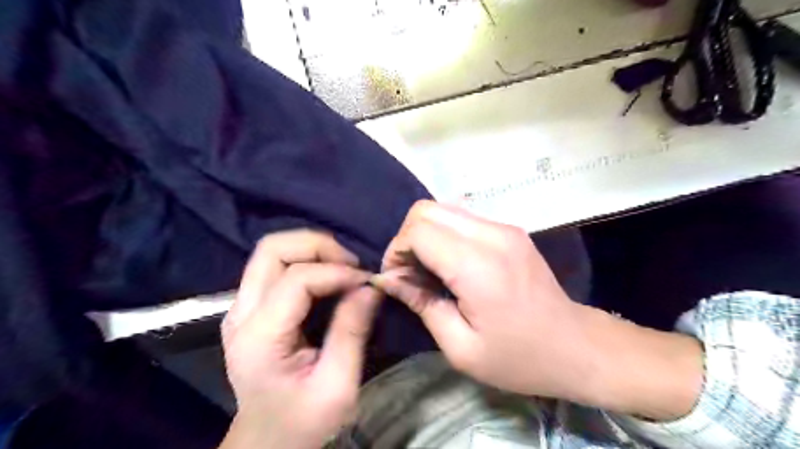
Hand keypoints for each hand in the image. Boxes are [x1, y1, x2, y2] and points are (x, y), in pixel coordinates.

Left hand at [218, 232, 379, 448]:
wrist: (267, 439)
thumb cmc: (302, 420)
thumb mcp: (338, 385)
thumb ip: (352, 332)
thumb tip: (370, 287)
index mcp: (260, 336)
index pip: (296, 279)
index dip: (337, 272)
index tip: (367, 282)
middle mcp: (241, 312)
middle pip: (272, 249)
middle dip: (318, 246)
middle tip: (351, 264)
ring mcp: (240, 307)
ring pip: (271, 251)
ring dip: (311, 249)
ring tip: (343, 267)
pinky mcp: (249, 306)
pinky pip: (275, 265)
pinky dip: (305, 260)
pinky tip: (328, 276)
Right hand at [376, 200, 586, 399]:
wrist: (576, 346)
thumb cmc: (518, 357)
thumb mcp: (460, 347)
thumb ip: (420, 304)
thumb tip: (387, 278)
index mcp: (478, 266)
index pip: (419, 230)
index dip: (397, 251)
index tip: (396, 279)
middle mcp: (492, 235)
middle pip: (427, 209)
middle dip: (407, 237)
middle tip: (408, 272)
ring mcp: (504, 228)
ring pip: (444, 209)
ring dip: (425, 235)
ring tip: (427, 269)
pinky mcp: (509, 230)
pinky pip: (462, 219)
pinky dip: (444, 235)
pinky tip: (449, 264)